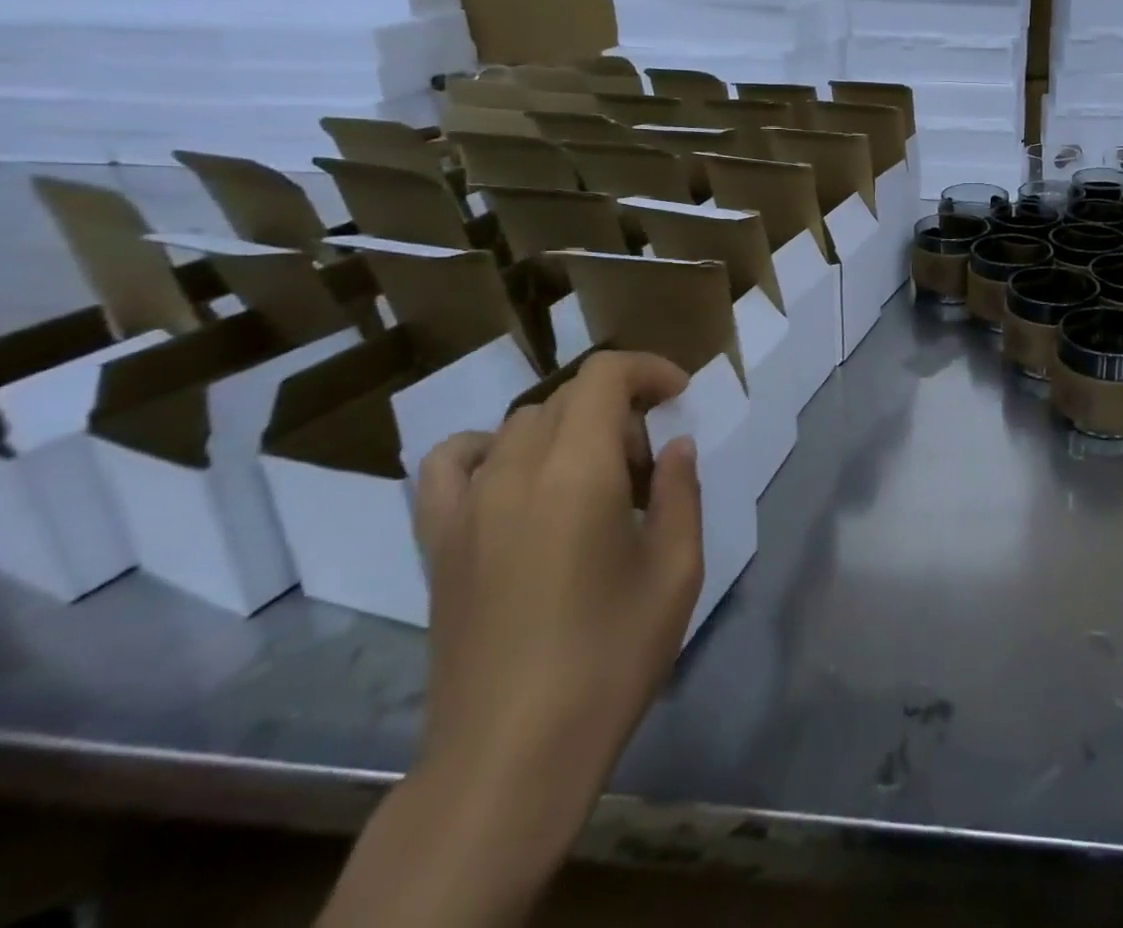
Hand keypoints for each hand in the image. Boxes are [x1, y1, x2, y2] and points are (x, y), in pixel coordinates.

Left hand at [412, 350, 704, 816]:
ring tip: (593, 476)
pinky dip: (488, 449)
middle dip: (620, 408)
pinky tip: (514, 480)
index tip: (679, 396)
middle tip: (650, 462)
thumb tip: (676, 446)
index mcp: (578, 472)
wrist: (510, 755)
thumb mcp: (676, 571)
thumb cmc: (609, 659)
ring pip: (522, 423)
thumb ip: (681, 492)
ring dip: (569, 428)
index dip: (648, 369)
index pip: (605, 376)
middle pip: (568, 397)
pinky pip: (451, 463)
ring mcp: (468, 505)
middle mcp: (515, 471)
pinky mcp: (438, 541)